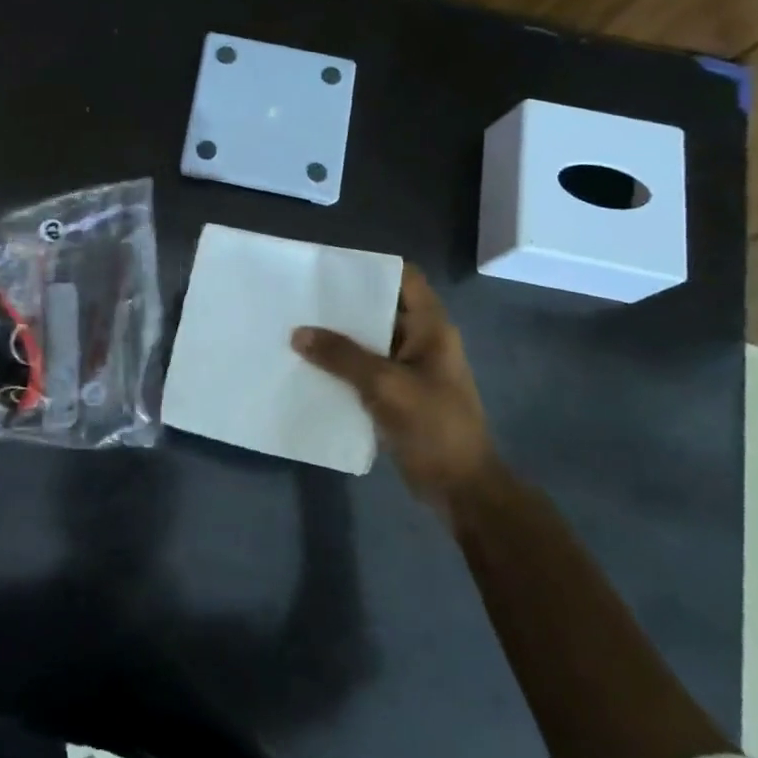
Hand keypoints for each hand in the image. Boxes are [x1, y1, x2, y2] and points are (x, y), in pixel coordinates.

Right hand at [293, 265, 497, 517]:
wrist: (460, 487)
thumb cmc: (433, 426)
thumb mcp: (385, 385)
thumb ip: (342, 356)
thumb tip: (298, 333)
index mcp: (431, 328)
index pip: (405, 279)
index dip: (372, 270)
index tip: (331, 270)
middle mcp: (422, 342)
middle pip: (381, 309)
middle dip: (344, 306)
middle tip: (302, 300)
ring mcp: (410, 370)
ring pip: (370, 343)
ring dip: (339, 340)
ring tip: (297, 331)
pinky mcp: (398, 396)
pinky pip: (366, 371)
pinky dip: (342, 368)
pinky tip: (311, 368)